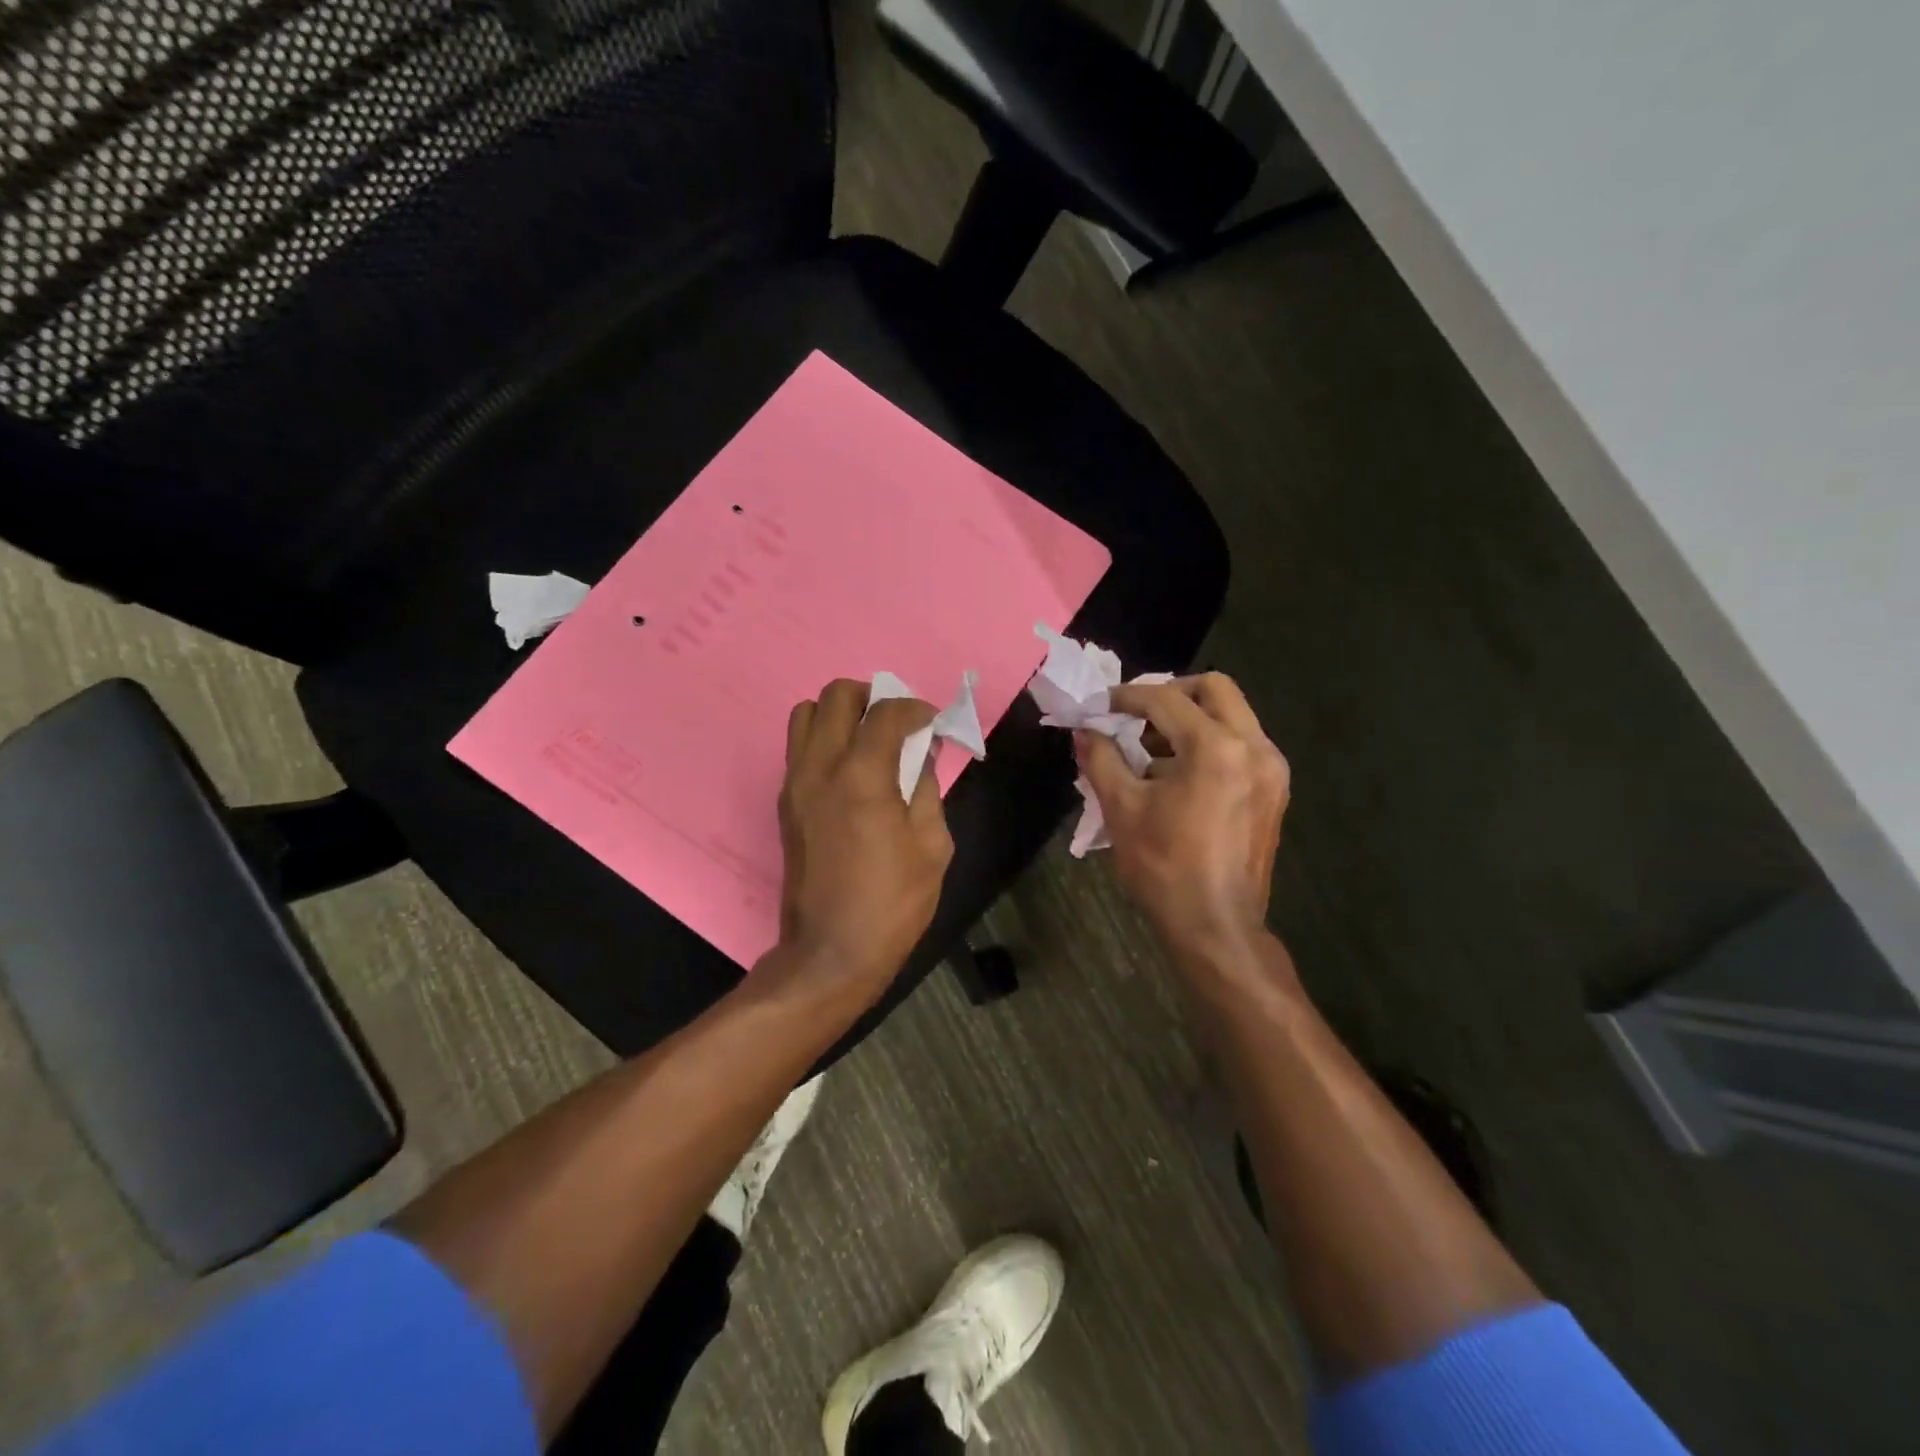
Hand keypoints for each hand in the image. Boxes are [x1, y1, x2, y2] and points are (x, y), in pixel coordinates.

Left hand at [776, 679, 954, 995]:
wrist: (830, 952)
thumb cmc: (893, 902)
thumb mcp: (932, 845)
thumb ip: (926, 786)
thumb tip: (922, 752)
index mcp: (861, 776)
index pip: (886, 711)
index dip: (915, 708)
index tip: (932, 723)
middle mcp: (819, 767)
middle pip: (836, 695)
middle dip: (872, 697)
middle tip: (897, 723)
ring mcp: (794, 783)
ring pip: (805, 713)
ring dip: (840, 714)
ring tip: (869, 740)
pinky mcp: (784, 802)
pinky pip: (799, 747)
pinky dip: (825, 740)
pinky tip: (852, 770)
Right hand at [1078, 673, 1289, 959]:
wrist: (1216, 927)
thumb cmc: (1164, 868)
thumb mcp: (1122, 809)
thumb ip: (1101, 759)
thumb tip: (1085, 731)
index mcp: (1216, 749)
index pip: (1166, 700)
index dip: (1127, 697)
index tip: (1101, 706)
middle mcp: (1254, 747)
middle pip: (1215, 689)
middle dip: (1170, 694)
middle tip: (1136, 716)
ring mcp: (1271, 769)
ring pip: (1232, 714)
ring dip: (1190, 718)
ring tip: (1151, 749)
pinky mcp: (1274, 790)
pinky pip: (1241, 743)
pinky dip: (1209, 742)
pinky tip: (1177, 774)